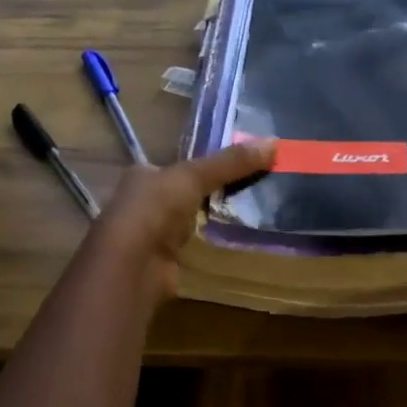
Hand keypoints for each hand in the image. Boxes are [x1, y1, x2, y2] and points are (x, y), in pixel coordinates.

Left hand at [87, 139, 276, 300]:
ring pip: (188, 221)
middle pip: (183, 194)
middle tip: (251, 190)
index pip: (176, 166)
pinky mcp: (161, 262)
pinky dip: (208, 245)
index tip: (238, 165)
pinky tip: (231, 243)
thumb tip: (274, 142)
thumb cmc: (155, 208)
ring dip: (210, 221)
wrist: (132, 264)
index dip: (204, 165)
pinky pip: (192, 248)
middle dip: (210, 194)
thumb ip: (231, 162)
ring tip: (250, 214)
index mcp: (142, 175)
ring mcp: (150, 235)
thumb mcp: (195, 176)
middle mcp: (142, 203)